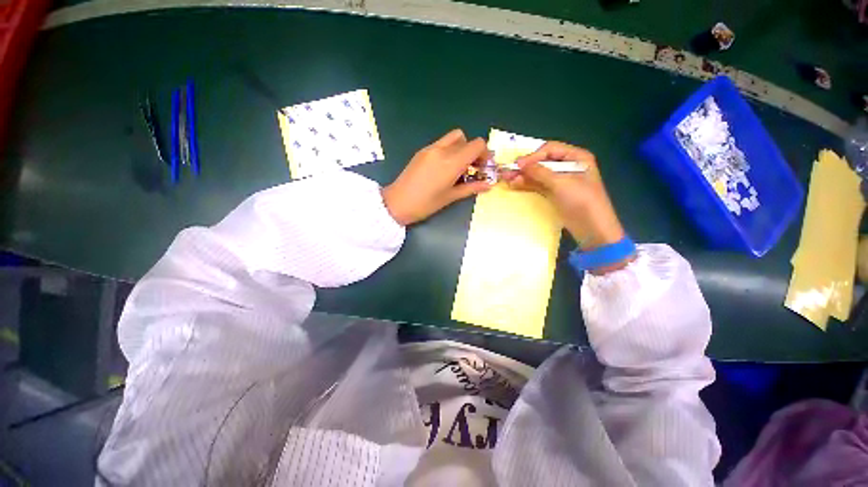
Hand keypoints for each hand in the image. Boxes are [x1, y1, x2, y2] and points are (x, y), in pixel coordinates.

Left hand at [382, 129, 491, 225]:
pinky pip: (441, 143)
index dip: (485, 154)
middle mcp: (442, 149)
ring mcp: (430, 148)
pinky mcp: (422, 151)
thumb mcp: (451, 197)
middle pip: (466, 139)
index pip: (477, 144)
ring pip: (453, 138)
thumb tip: (488, 185)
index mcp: (452, 161)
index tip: (483, 167)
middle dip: (473, 151)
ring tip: (458, 167)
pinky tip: (443, 168)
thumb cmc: (426, 204)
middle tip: (472, 168)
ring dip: (460, 148)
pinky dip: (448, 150)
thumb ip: (471, 188)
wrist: (398, 202)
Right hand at [505, 142, 631, 268]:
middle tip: (508, 172)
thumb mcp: (561, 183)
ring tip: (508, 179)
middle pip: (543, 162)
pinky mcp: (554, 193)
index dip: (533, 156)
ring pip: (538, 174)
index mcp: (577, 157)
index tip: (517, 164)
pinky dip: (527, 185)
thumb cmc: (582, 201)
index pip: (550, 150)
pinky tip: (515, 185)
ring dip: (524, 176)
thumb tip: (520, 164)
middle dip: (525, 167)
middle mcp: (568, 166)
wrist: (592, 228)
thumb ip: (540, 172)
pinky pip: (538, 185)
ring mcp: (560, 181)